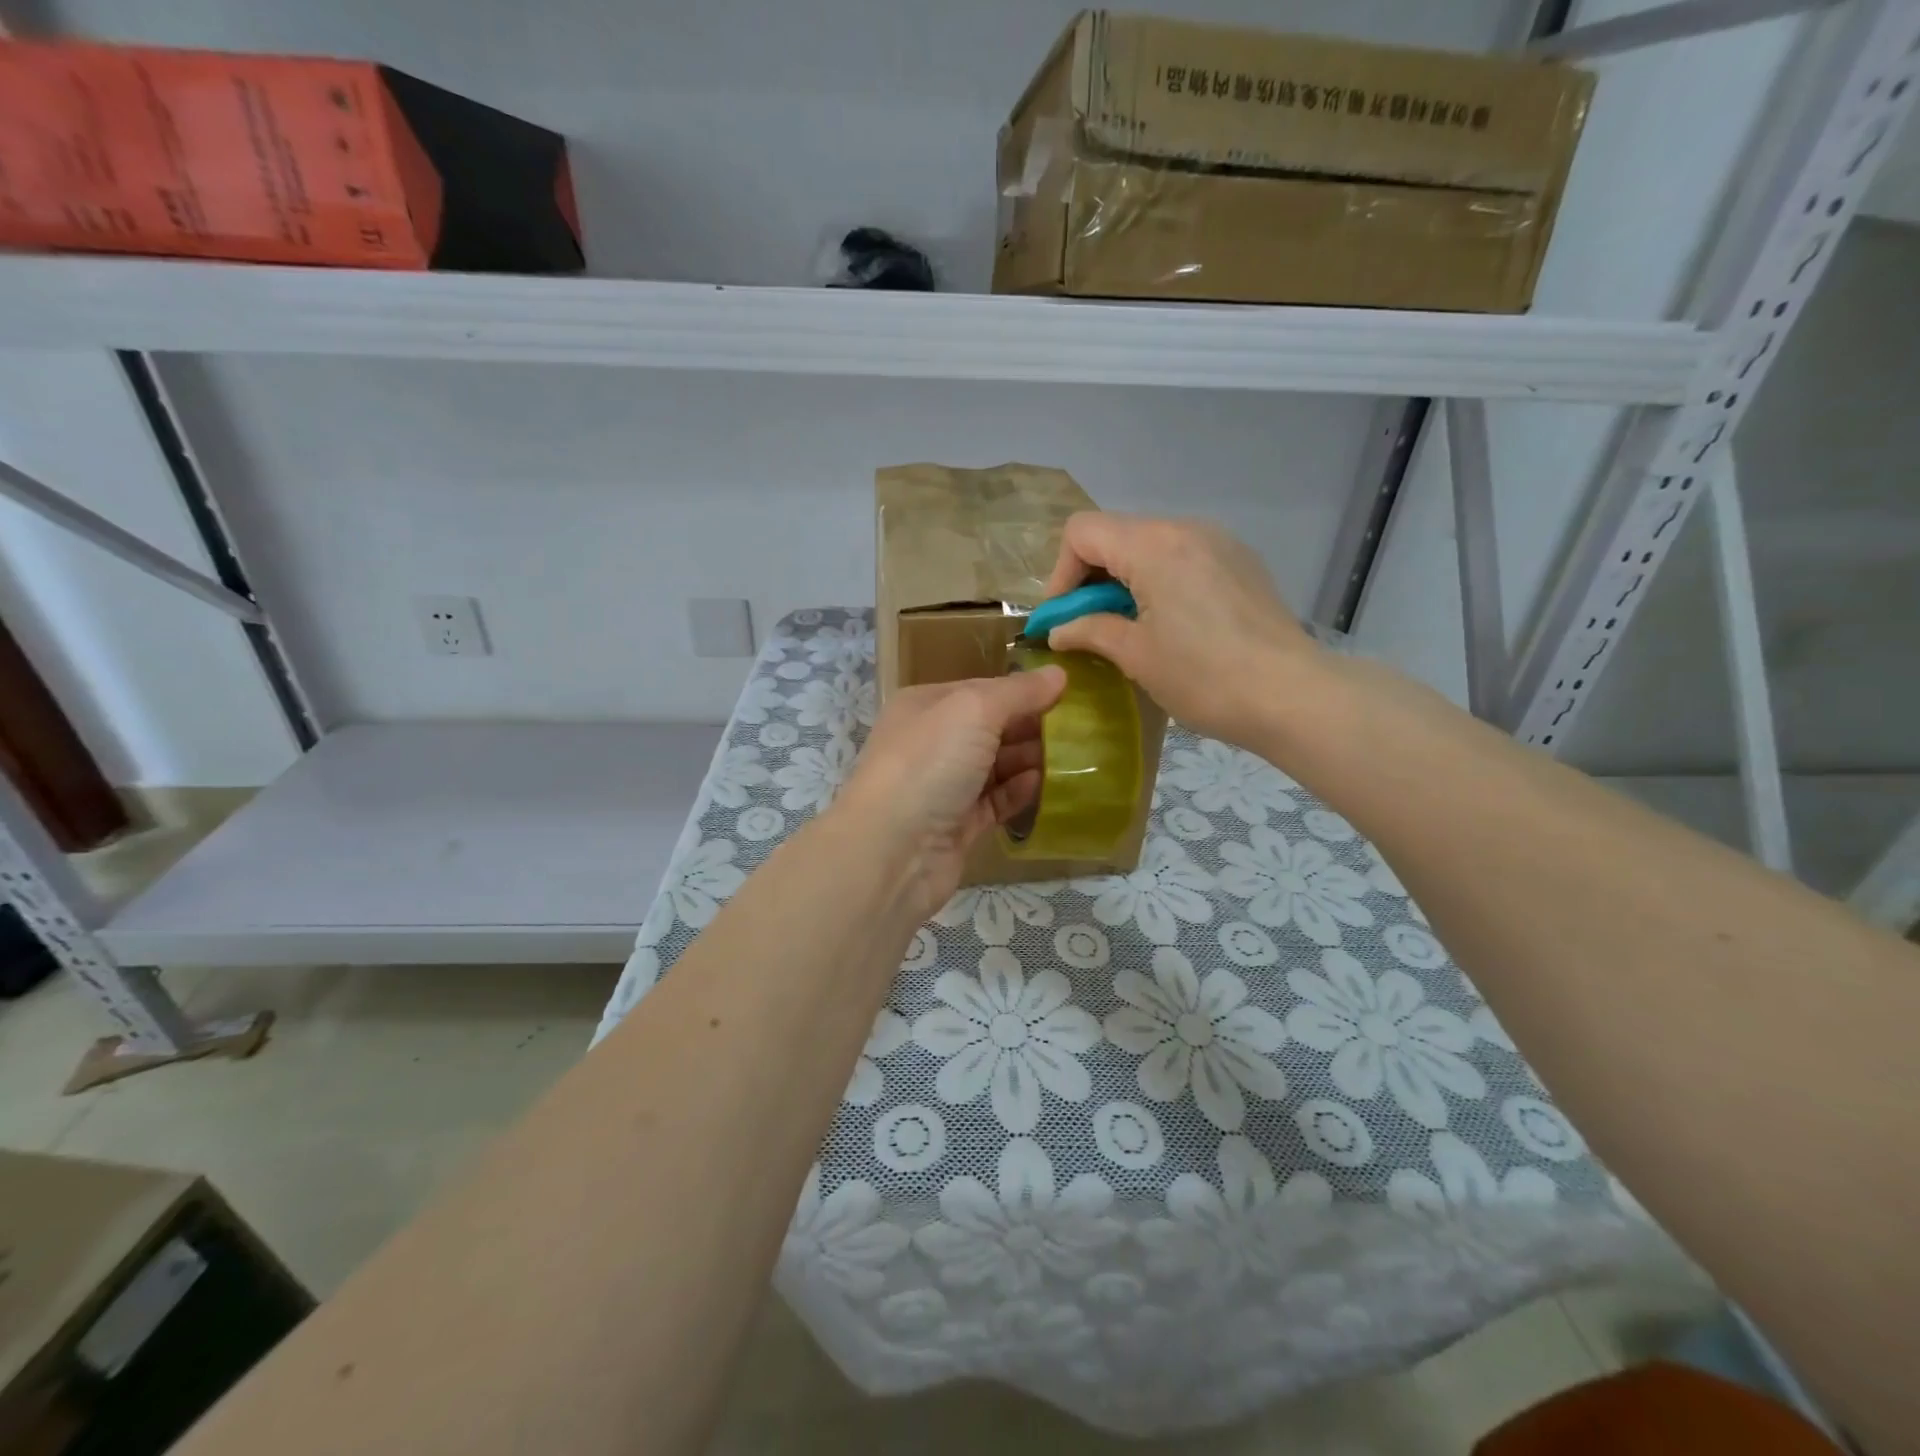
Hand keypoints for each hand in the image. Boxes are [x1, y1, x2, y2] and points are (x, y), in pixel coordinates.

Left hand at [832, 668, 1067, 919]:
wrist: (892, 851)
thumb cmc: (928, 764)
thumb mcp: (974, 710)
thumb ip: (1018, 692)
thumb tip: (1059, 674)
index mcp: (926, 706)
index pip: (982, 690)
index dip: (1023, 690)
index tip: (1069, 694)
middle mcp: (932, 742)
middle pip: (991, 728)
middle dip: (1031, 726)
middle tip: (1081, 729)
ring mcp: (943, 786)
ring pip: (996, 766)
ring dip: (1031, 760)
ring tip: (1075, 757)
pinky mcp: (957, 825)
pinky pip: (995, 801)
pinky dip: (1019, 793)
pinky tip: (1045, 785)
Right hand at [1042, 512, 1319, 748]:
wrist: (1292, 695)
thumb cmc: (1204, 677)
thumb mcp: (1135, 656)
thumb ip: (1089, 631)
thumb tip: (1058, 630)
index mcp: (1153, 545)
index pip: (1082, 532)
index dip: (1060, 573)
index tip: (1063, 617)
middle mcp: (1186, 528)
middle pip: (1116, 535)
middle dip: (1091, 579)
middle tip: (1089, 627)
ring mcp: (1219, 542)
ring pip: (1150, 546)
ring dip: (1126, 581)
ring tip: (1130, 628)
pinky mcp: (1240, 562)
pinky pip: (1183, 558)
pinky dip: (1160, 581)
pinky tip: (1171, 624)